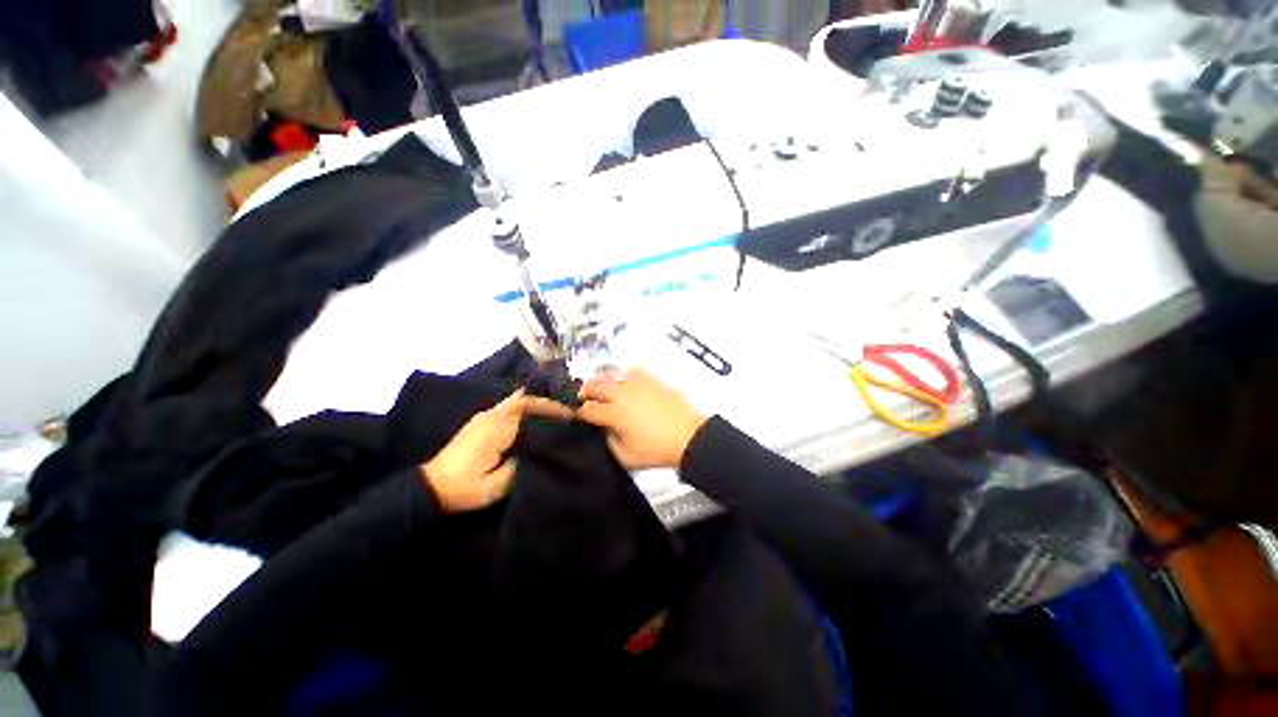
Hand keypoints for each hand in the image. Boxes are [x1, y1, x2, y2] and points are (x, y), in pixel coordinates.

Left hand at [422, 389, 573, 512]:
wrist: (429, 488)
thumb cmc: (464, 489)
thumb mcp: (496, 485)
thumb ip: (521, 464)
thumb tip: (541, 448)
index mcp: (497, 428)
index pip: (529, 406)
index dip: (551, 406)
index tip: (571, 413)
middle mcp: (491, 416)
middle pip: (523, 397)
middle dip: (546, 399)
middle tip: (568, 406)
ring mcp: (484, 417)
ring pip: (516, 399)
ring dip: (536, 401)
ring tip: (556, 409)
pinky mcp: (480, 422)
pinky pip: (508, 407)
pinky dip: (525, 406)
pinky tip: (535, 416)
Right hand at [577, 367, 707, 469]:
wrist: (689, 436)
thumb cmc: (658, 450)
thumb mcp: (627, 457)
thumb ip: (610, 441)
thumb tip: (606, 428)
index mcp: (614, 413)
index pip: (588, 408)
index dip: (580, 412)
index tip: (579, 414)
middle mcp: (622, 393)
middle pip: (595, 386)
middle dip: (586, 392)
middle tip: (585, 398)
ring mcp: (637, 383)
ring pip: (611, 374)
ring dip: (602, 380)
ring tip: (602, 387)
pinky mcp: (651, 379)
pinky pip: (632, 370)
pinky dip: (624, 375)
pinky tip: (626, 383)